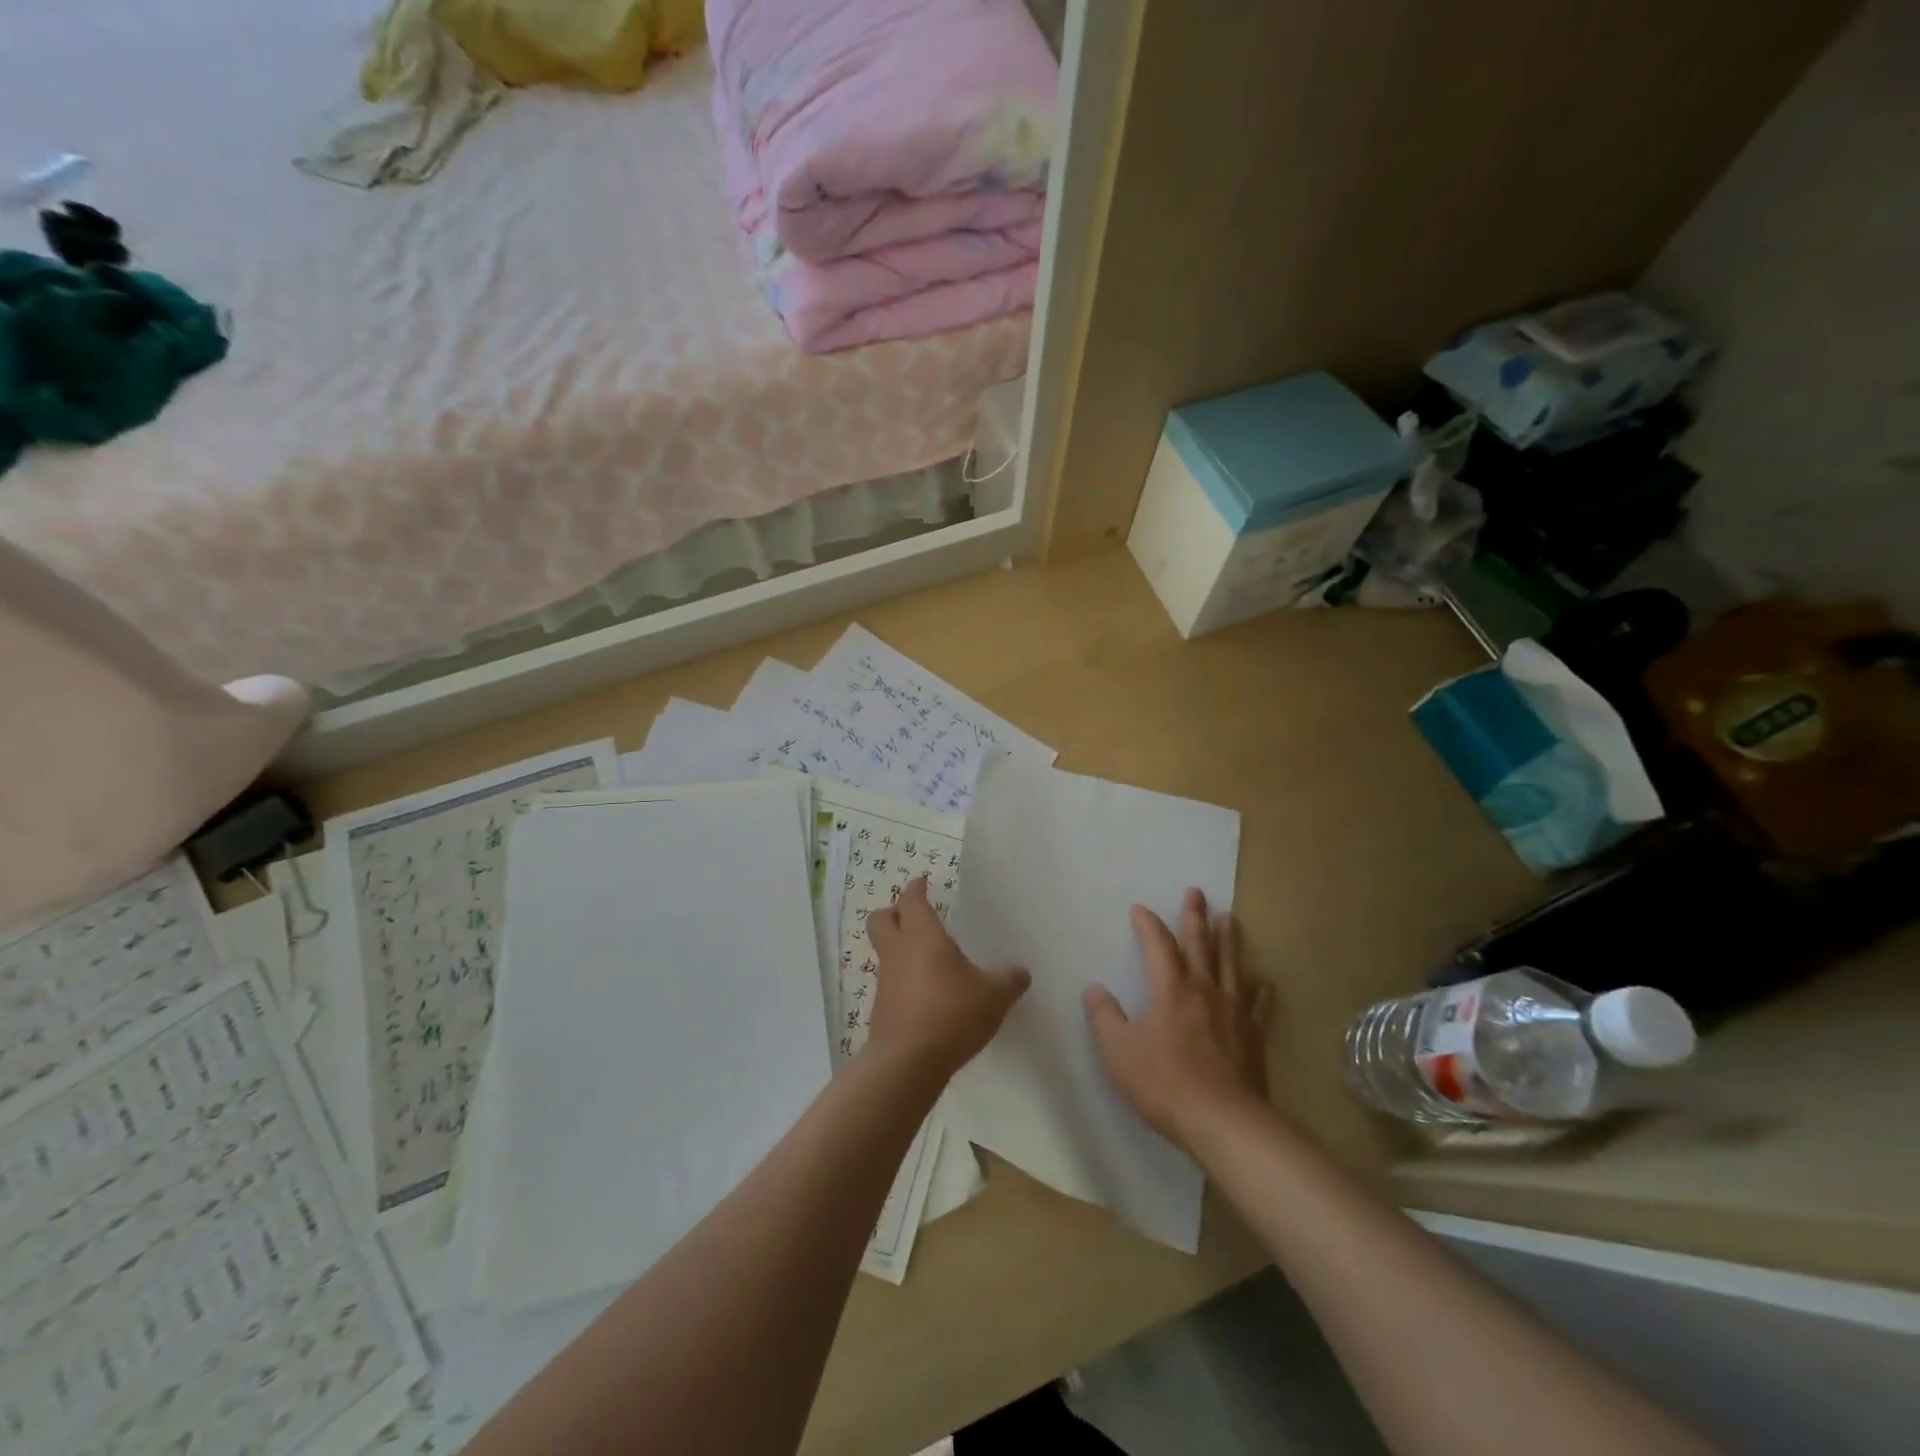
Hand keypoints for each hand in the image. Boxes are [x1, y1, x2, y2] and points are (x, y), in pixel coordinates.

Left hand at [866, 877, 1029, 1081]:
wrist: (907, 1063)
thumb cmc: (951, 1014)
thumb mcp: (993, 997)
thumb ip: (1009, 981)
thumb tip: (1021, 972)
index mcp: (922, 936)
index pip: (911, 899)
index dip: (916, 887)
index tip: (923, 881)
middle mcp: (898, 952)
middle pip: (880, 919)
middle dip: (893, 912)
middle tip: (915, 915)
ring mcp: (885, 981)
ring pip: (884, 952)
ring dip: (900, 949)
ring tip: (929, 960)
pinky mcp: (882, 1009)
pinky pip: (890, 982)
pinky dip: (904, 980)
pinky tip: (926, 995)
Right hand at [1084, 888, 1270, 1146]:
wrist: (1223, 1121)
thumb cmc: (1164, 1082)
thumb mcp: (1118, 1050)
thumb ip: (1104, 1016)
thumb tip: (1094, 989)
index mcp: (1171, 989)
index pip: (1158, 945)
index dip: (1148, 924)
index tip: (1140, 908)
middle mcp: (1204, 990)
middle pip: (1199, 945)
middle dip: (1195, 916)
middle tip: (1197, 891)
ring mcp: (1233, 1012)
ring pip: (1231, 966)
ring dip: (1229, 940)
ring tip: (1230, 918)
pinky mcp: (1252, 1036)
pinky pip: (1258, 1006)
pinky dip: (1261, 991)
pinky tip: (1265, 982)